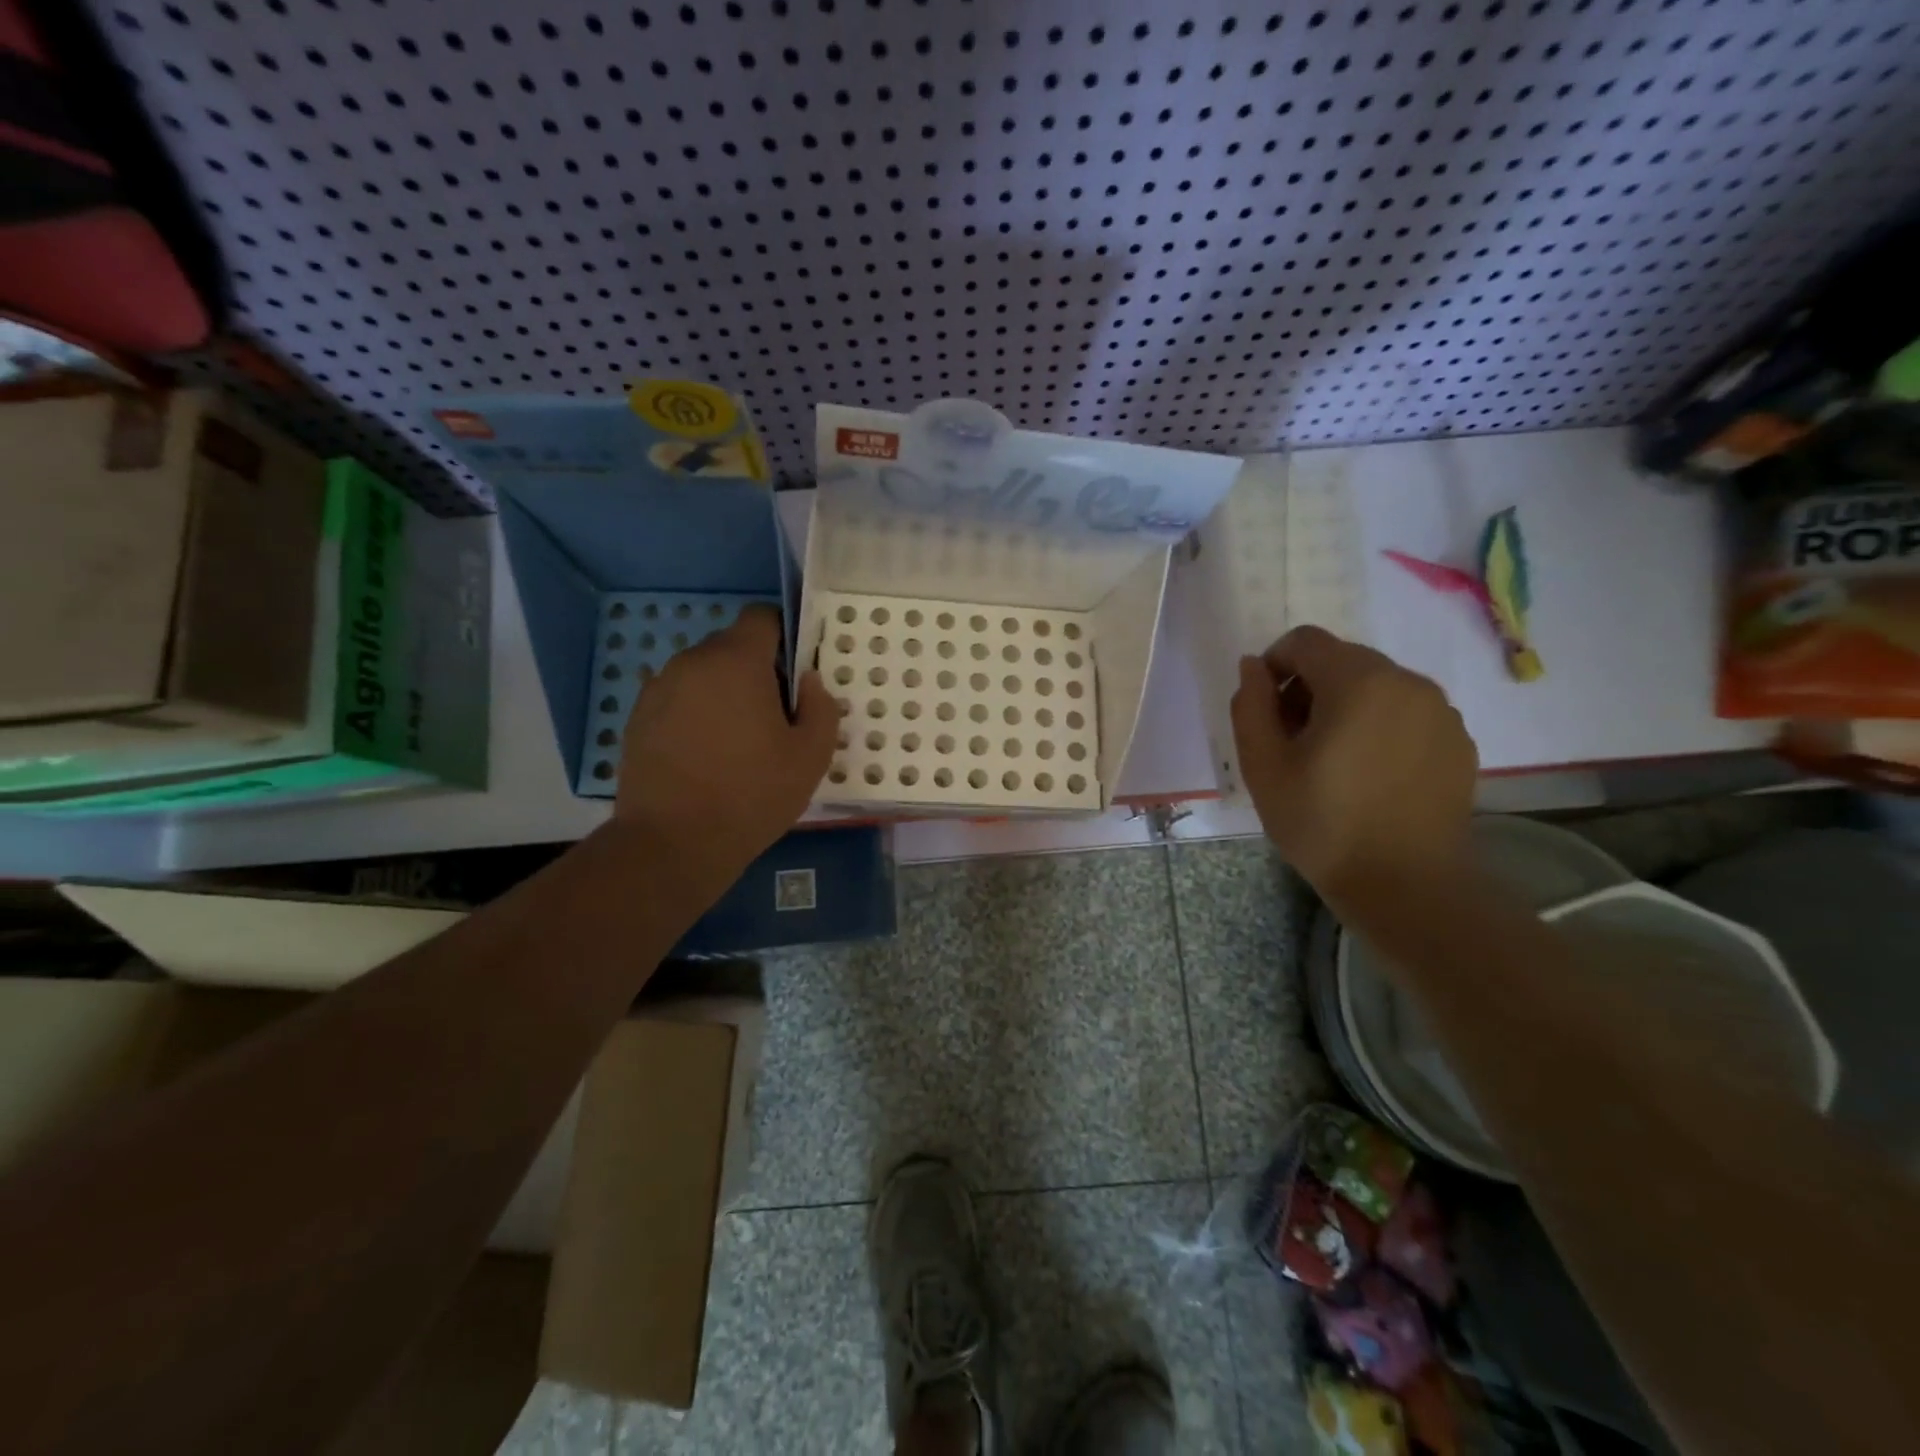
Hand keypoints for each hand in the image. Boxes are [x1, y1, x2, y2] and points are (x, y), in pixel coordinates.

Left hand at [614, 605, 836, 898]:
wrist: (672, 843)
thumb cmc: (752, 794)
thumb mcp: (811, 756)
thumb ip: (821, 706)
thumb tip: (807, 681)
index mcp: (736, 661)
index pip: (761, 617)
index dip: (784, 636)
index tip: (795, 674)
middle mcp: (692, 662)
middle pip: (732, 647)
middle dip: (757, 671)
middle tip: (773, 719)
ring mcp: (658, 689)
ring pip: (704, 674)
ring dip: (725, 693)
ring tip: (737, 743)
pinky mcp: (638, 718)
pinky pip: (679, 699)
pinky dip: (696, 714)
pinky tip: (705, 757)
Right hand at [1230, 625, 1477, 905]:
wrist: (1405, 885)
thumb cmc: (1321, 823)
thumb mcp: (1262, 764)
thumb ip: (1250, 704)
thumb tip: (1253, 666)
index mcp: (1358, 681)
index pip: (1305, 641)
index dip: (1274, 665)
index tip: (1265, 711)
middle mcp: (1407, 681)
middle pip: (1343, 660)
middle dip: (1309, 687)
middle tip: (1293, 741)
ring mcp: (1441, 711)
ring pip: (1377, 686)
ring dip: (1345, 706)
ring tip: (1332, 761)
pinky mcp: (1458, 741)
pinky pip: (1407, 713)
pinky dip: (1380, 727)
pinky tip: (1370, 775)